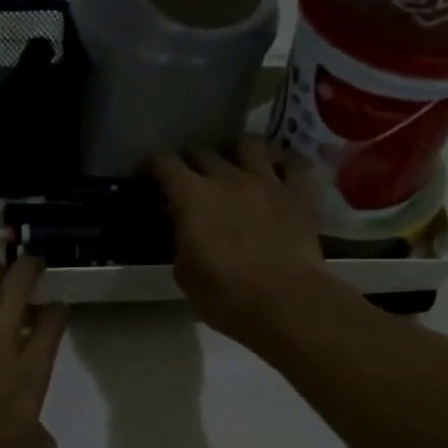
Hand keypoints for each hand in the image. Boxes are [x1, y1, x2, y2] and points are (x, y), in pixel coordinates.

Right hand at [153, 137, 327, 346]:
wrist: (287, 302)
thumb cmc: (227, 296)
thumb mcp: (186, 276)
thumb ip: (181, 243)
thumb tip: (185, 230)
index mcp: (192, 197)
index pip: (165, 163)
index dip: (152, 165)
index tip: (148, 175)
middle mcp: (228, 178)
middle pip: (203, 153)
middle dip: (192, 163)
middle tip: (191, 182)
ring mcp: (267, 182)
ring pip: (250, 145)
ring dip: (239, 155)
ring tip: (238, 171)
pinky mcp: (299, 194)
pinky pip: (292, 166)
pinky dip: (283, 171)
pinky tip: (279, 184)